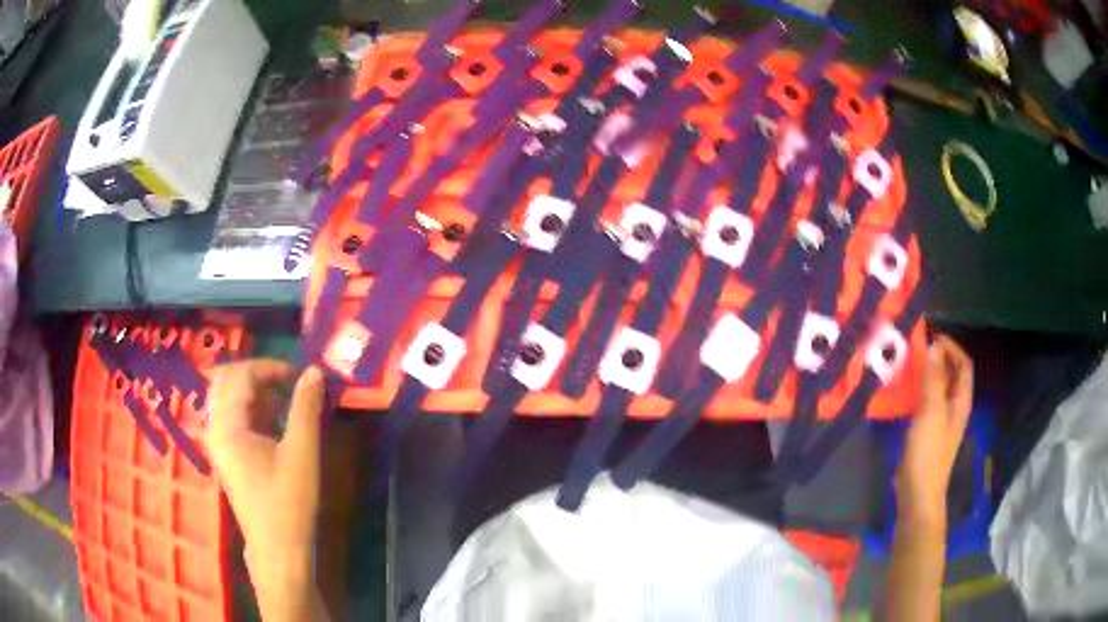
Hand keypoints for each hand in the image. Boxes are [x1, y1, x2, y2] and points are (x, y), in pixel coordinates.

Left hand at [205, 360, 327, 621]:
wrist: (277, 550)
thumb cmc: (287, 503)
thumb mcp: (301, 453)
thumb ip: (306, 408)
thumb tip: (315, 371)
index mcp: (227, 424)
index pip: (242, 374)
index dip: (272, 367)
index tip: (301, 375)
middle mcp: (215, 427)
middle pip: (228, 380)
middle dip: (259, 374)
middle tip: (290, 381)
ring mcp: (218, 442)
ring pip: (229, 397)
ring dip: (256, 390)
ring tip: (286, 398)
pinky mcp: (227, 455)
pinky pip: (232, 416)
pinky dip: (252, 408)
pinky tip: (275, 420)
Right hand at [896, 335, 973, 523]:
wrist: (918, 494)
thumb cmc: (928, 453)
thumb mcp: (931, 412)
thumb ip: (933, 379)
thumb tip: (934, 345)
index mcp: (961, 401)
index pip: (964, 364)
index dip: (952, 347)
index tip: (932, 336)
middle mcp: (954, 407)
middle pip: (952, 374)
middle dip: (938, 357)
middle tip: (917, 346)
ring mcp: (941, 420)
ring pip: (938, 387)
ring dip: (928, 373)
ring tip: (909, 363)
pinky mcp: (927, 432)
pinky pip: (927, 401)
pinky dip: (919, 390)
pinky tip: (904, 391)